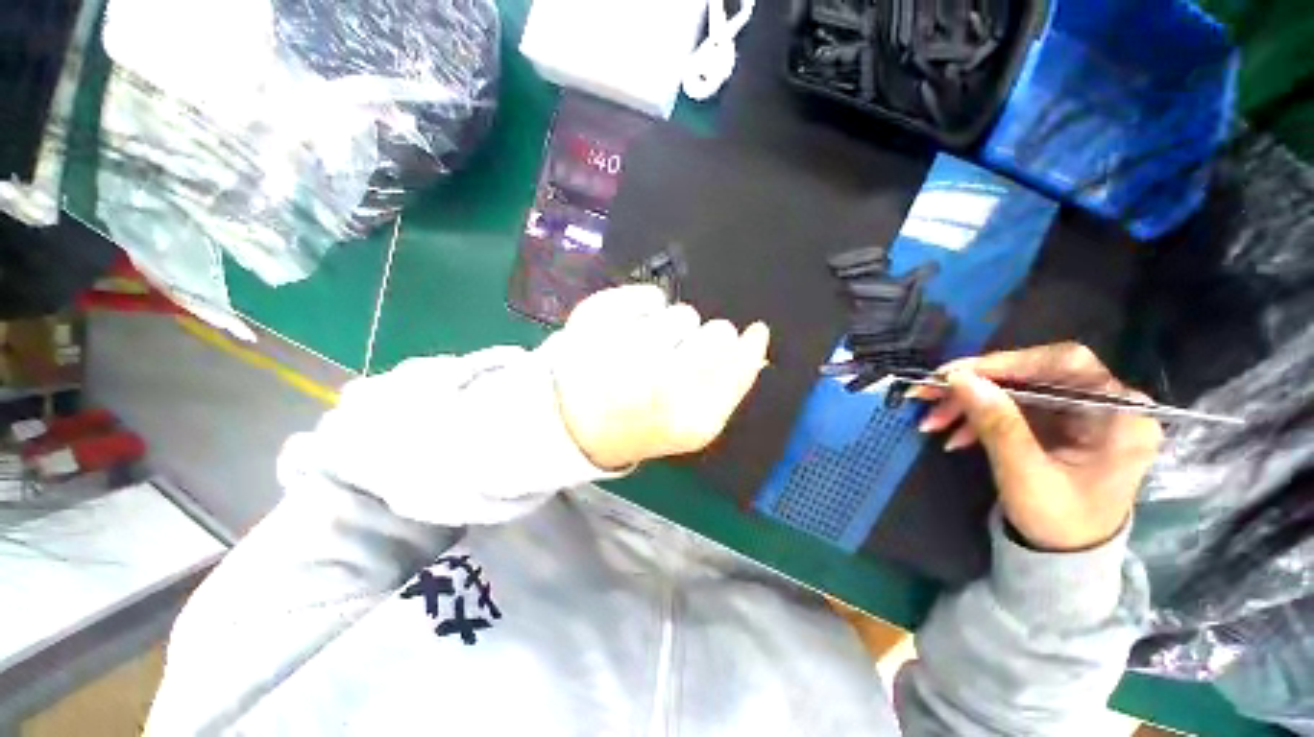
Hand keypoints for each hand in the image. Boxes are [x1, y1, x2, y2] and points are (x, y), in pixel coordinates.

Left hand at [548, 285, 770, 470]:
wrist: (578, 423)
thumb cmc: (644, 423)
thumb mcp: (696, 424)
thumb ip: (731, 385)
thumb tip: (756, 338)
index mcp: (690, 418)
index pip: (741, 363)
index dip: (747, 346)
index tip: (752, 333)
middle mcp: (659, 385)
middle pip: (718, 333)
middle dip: (706, 340)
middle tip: (679, 357)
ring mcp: (623, 351)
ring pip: (682, 313)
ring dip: (671, 329)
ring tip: (644, 351)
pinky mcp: (594, 321)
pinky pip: (647, 295)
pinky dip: (643, 307)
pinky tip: (626, 331)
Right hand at [911, 343, 1161, 551]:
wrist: (1065, 556)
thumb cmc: (1059, 522)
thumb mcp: (1026, 475)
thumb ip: (998, 424)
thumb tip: (959, 378)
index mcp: (1119, 415)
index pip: (1066, 364)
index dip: (1009, 362)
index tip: (956, 373)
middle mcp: (1103, 404)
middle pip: (1033, 374)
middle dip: (976, 385)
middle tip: (928, 393)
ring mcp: (1077, 413)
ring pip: (1014, 389)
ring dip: (968, 402)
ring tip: (931, 420)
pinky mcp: (1055, 423)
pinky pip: (1010, 407)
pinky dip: (976, 416)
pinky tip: (953, 435)